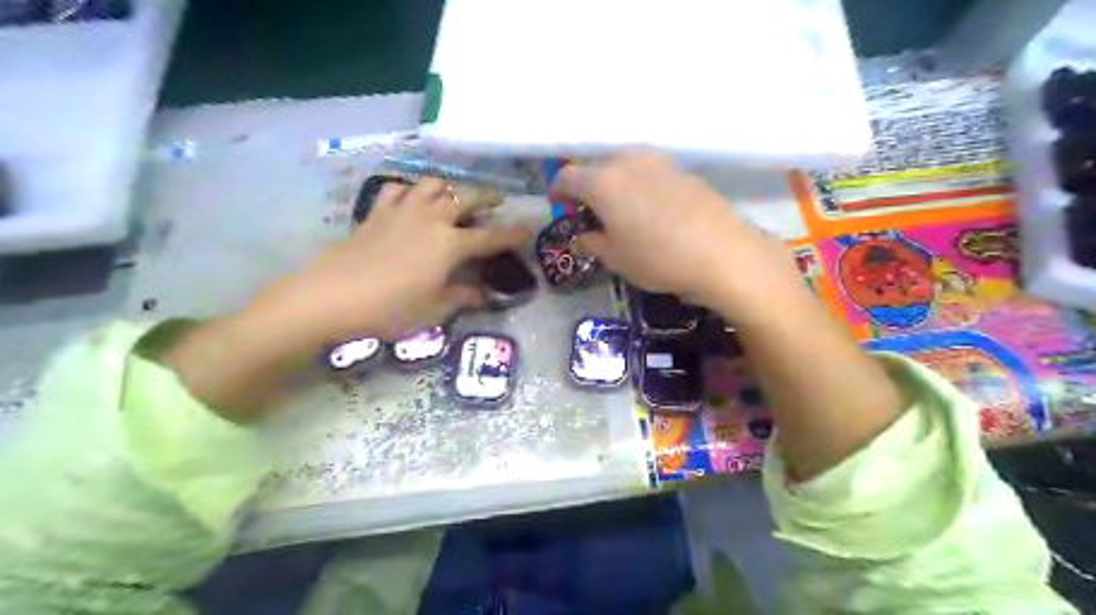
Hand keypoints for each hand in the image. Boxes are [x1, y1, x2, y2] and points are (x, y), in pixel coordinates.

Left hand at [256, 175, 530, 346]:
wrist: (331, 297)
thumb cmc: (390, 309)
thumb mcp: (434, 311)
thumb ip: (462, 297)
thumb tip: (484, 294)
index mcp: (451, 244)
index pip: (492, 237)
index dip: (514, 234)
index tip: (530, 230)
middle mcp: (432, 219)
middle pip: (466, 198)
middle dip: (487, 198)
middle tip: (497, 203)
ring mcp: (402, 211)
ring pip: (433, 184)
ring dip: (449, 189)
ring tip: (453, 200)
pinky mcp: (377, 212)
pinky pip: (398, 190)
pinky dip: (411, 191)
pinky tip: (411, 202)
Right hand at [554, 150, 803, 321]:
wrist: (722, 252)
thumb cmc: (658, 258)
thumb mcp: (615, 259)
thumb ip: (591, 242)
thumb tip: (582, 235)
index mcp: (603, 182)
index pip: (567, 176)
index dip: (557, 191)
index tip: (558, 205)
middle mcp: (628, 161)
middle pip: (597, 167)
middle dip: (587, 187)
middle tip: (590, 212)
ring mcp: (658, 161)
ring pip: (624, 166)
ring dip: (615, 184)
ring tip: (620, 211)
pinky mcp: (682, 169)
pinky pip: (649, 172)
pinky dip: (639, 185)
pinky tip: (649, 210)